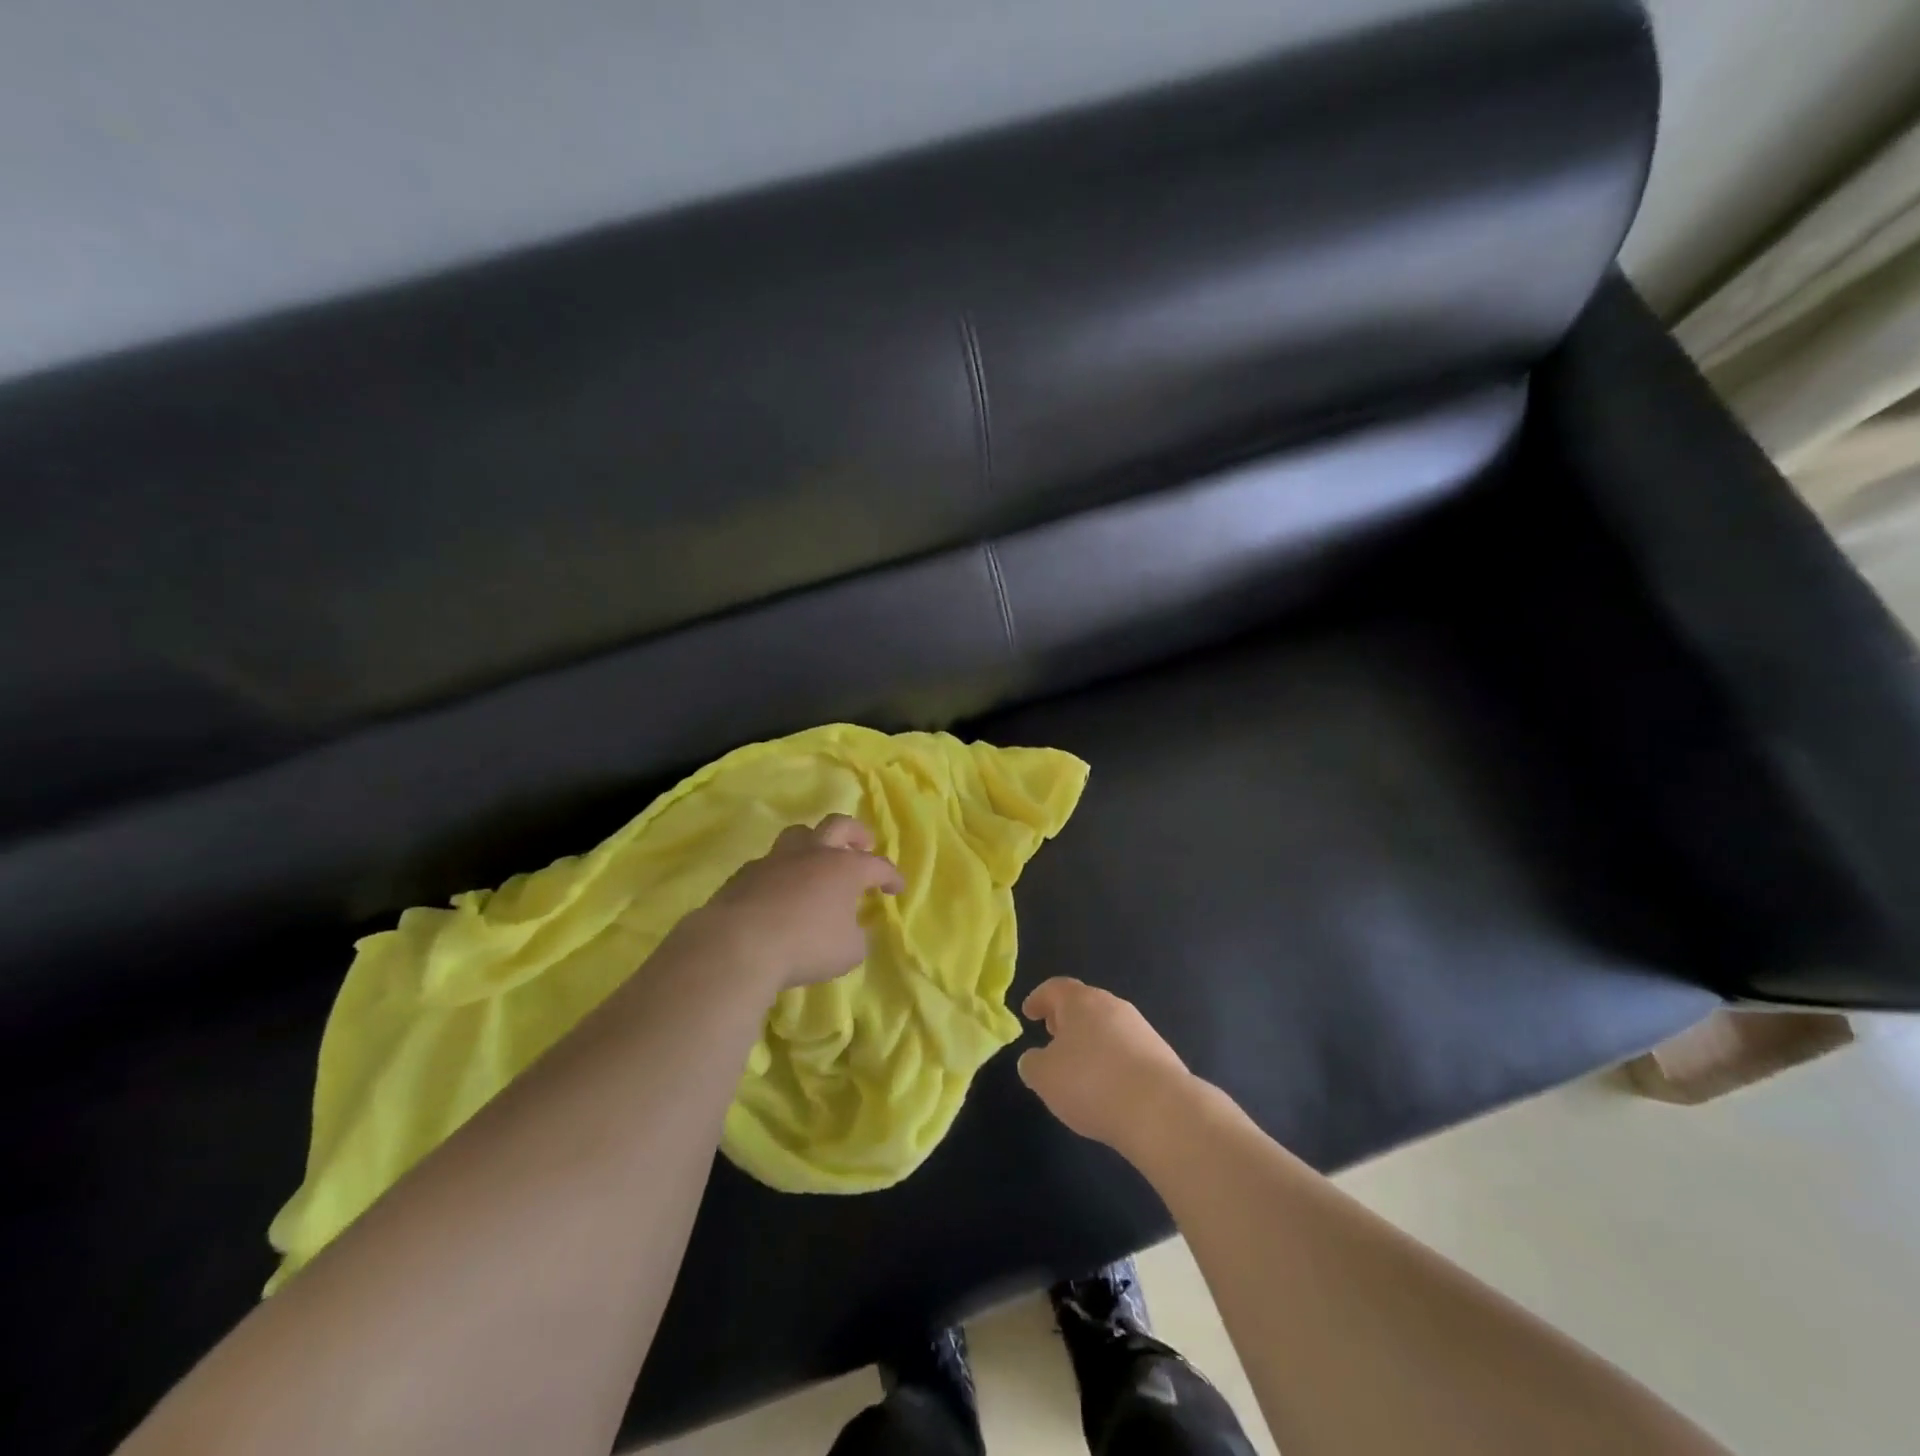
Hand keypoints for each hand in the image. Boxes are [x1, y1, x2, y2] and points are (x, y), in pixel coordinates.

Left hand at [694, 814, 904, 990]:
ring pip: (799, 834)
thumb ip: (857, 937)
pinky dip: (781, 871)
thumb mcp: (848, 952)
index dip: (891, 876)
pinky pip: (770, 862)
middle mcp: (813, 854)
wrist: (738, 944)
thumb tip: (853, 930)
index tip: (897, 889)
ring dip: (814, 842)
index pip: (877, 865)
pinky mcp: (746, 873)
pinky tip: (780, 889)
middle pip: (838, 825)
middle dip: (856, 833)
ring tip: (817, 858)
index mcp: (845, 868)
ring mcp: (776, 859)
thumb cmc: (805, 946)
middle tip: (863, 845)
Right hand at [1018, 978, 1195, 1158]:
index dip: (1039, 999)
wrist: (1161, 1110)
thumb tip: (1035, 1059)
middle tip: (1052, 1035)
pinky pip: (1127, 1050)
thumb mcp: (1044, 1077)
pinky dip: (1112, 1061)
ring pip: (1108, 1027)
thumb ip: (1032, 1064)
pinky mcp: (1161, 1055)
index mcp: (1082, 1001)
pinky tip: (1108, 1087)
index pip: (1056, 988)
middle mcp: (1113, 1006)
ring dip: (1091, 1040)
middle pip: (1085, 1004)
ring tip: (1079, 1067)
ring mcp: (1141, 1029)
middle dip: (1066, 1018)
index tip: (1029, 1013)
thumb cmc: (1091, 1083)